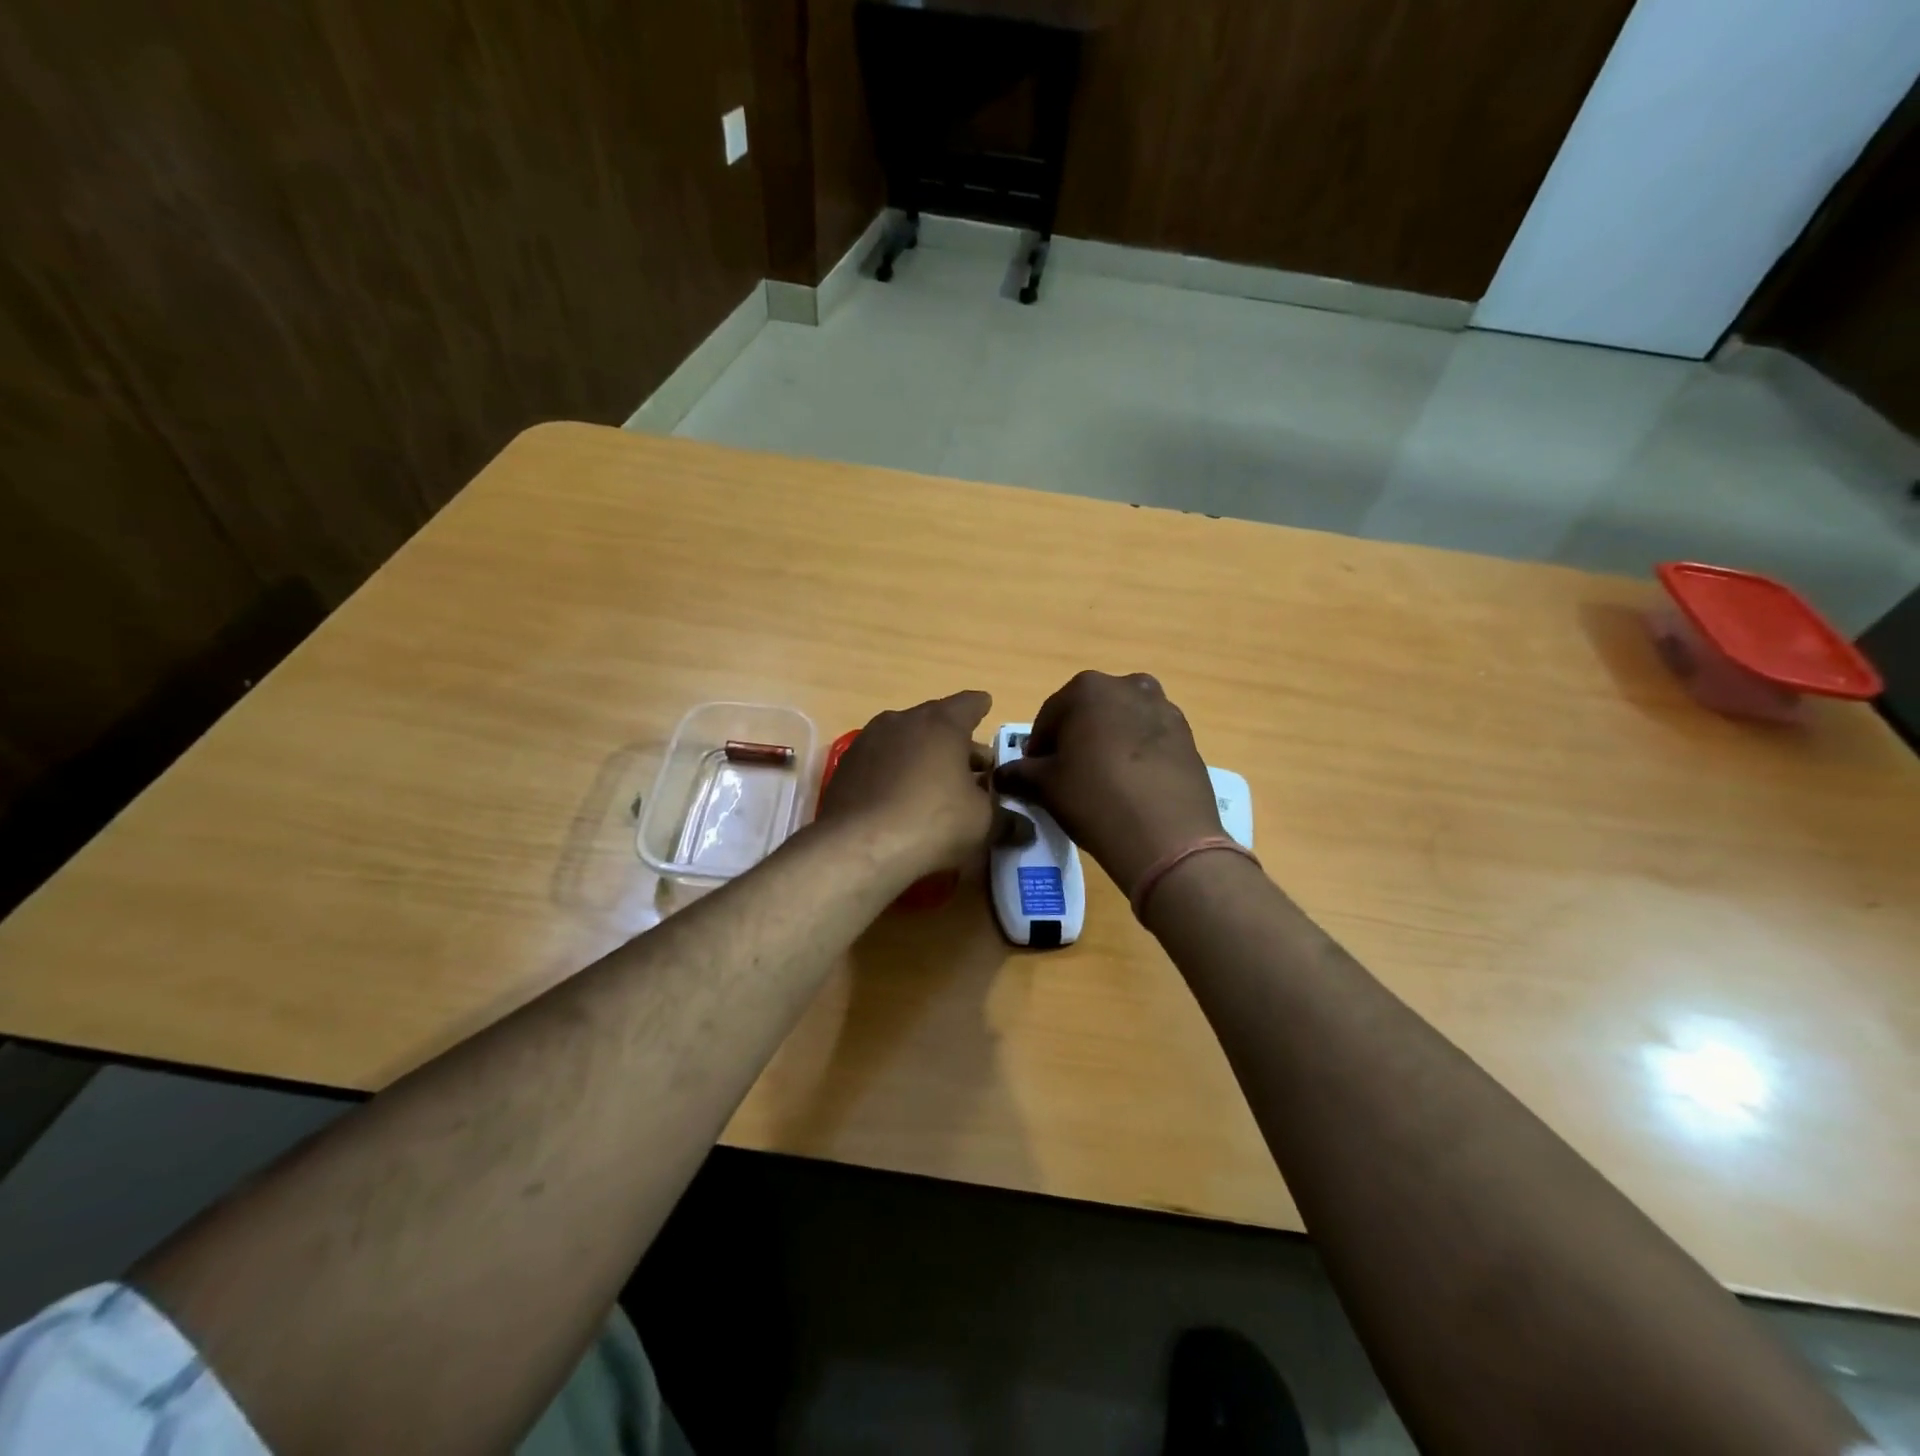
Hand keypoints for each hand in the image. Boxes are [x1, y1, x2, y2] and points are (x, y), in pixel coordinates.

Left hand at [816, 690, 997, 877]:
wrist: (859, 845)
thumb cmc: (933, 821)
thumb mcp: (982, 823)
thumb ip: (1006, 820)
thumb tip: (1026, 829)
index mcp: (941, 724)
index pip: (969, 704)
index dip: (981, 707)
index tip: (986, 707)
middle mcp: (903, 720)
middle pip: (936, 722)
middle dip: (955, 741)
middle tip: (973, 764)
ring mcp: (869, 740)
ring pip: (905, 739)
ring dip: (923, 755)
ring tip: (936, 781)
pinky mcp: (846, 766)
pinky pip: (881, 760)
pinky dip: (895, 771)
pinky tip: (901, 797)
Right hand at [992, 671, 1222, 896]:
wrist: (1167, 836)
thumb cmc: (1094, 799)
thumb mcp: (1045, 787)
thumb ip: (1019, 773)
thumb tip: (1001, 775)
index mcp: (1087, 689)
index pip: (1049, 716)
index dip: (1039, 747)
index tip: (1036, 774)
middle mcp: (1128, 686)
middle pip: (1089, 712)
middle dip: (1076, 738)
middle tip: (1069, 776)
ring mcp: (1163, 708)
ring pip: (1122, 722)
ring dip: (1108, 742)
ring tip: (1104, 781)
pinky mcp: (1187, 735)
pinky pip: (1150, 739)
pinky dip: (1137, 754)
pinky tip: (1132, 786)